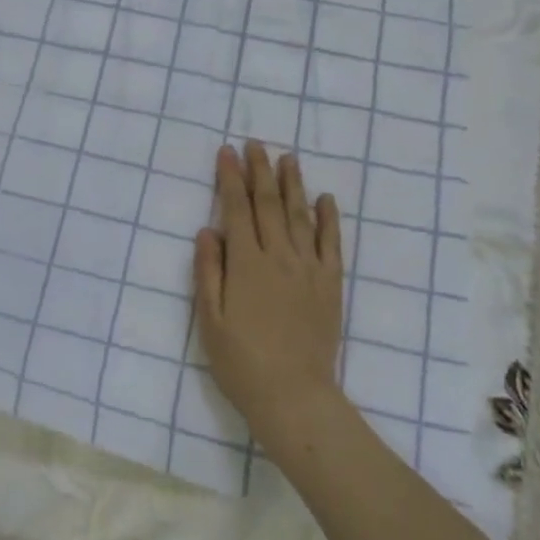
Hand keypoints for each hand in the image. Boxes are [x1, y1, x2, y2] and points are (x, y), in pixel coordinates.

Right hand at [194, 143, 344, 443]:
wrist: (293, 395)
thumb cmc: (241, 361)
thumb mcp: (210, 319)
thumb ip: (208, 271)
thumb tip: (207, 229)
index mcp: (246, 263)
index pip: (236, 209)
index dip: (230, 178)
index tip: (226, 152)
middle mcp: (279, 256)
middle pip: (269, 204)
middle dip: (260, 171)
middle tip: (255, 144)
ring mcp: (309, 269)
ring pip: (301, 216)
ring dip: (293, 184)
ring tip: (288, 158)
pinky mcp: (330, 285)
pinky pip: (332, 244)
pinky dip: (329, 218)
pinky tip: (325, 198)